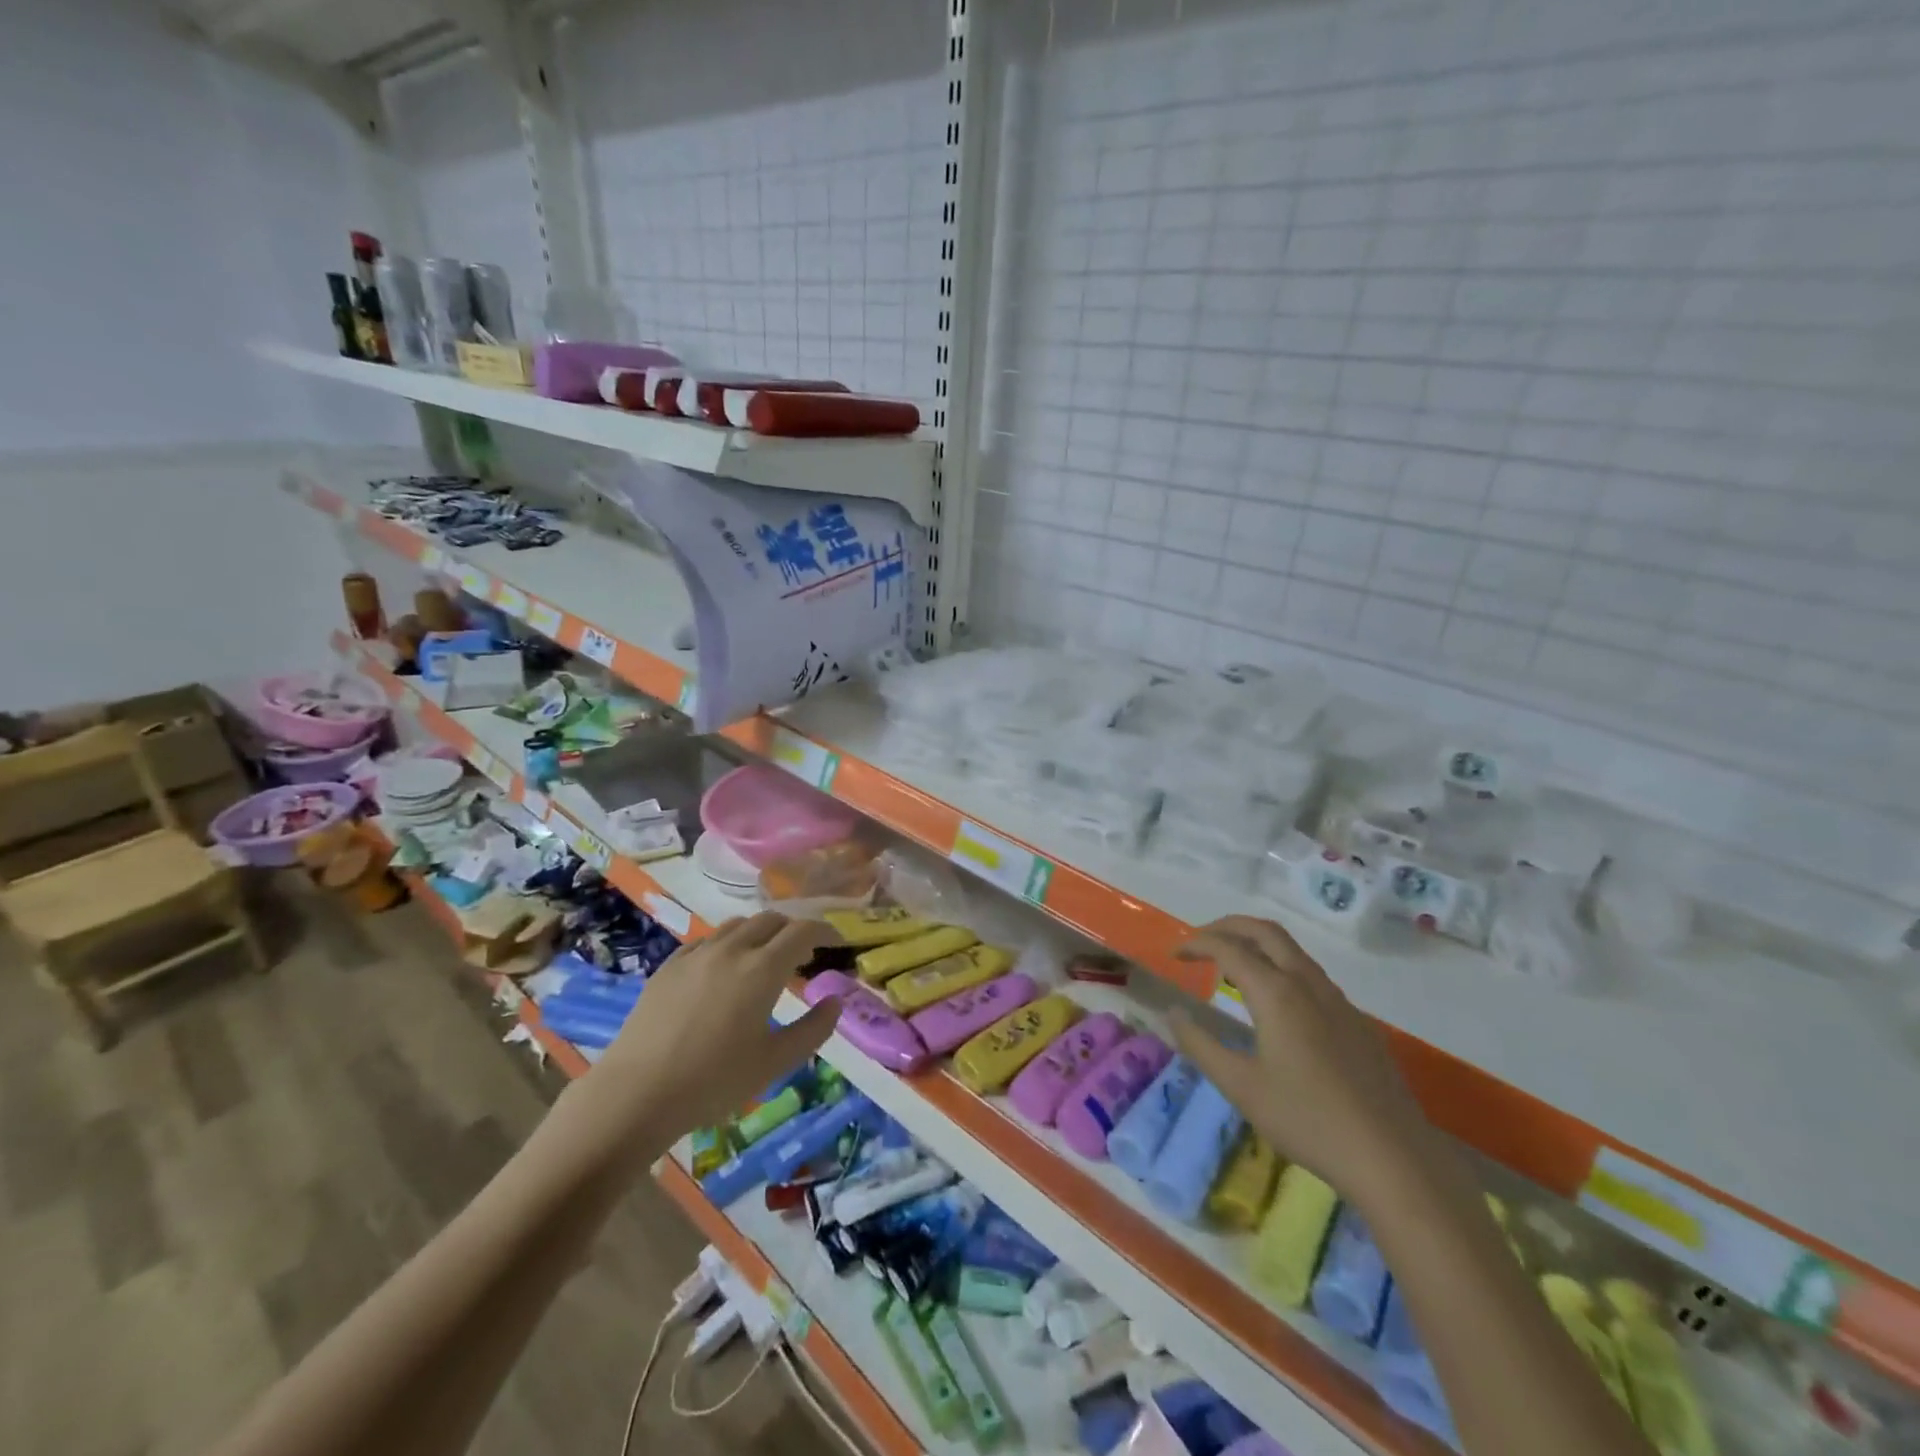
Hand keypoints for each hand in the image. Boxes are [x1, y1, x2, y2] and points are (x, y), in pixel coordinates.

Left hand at [550, 914, 842, 1174]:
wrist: (637, 1093)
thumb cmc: (714, 1081)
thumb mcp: (775, 1062)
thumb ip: (813, 1029)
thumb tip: (834, 1002)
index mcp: (763, 969)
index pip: (803, 930)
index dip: (825, 930)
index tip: (837, 941)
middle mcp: (732, 949)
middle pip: (771, 919)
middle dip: (793, 929)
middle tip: (803, 953)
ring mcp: (696, 954)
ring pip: (737, 925)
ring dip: (760, 932)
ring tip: (764, 957)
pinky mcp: (669, 966)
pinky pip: (707, 940)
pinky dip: (727, 943)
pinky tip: (723, 968)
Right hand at [1171, 915, 1435, 1208]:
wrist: (1393, 1157)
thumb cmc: (1307, 1120)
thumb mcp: (1240, 1086)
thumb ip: (1200, 1044)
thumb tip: (1172, 1013)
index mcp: (1277, 993)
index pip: (1228, 948)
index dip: (1196, 944)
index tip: (1174, 956)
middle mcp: (1308, 983)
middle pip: (1265, 931)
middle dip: (1228, 926)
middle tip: (1200, 942)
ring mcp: (1339, 1001)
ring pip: (1293, 951)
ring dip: (1257, 945)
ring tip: (1232, 968)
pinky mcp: (1358, 1022)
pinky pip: (1312, 976)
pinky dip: (1282, 969)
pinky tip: (1276, 1006)